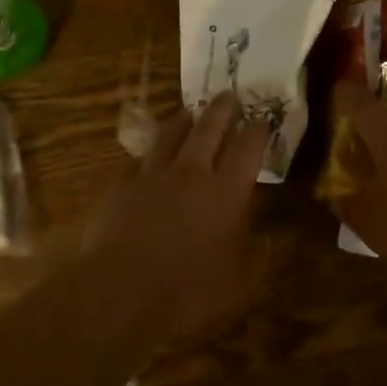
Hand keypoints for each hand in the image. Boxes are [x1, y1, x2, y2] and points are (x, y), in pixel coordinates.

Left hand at [84, 92, 269, 337]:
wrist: (121, 289)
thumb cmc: (189, 289)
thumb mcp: (239, 281)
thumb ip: (256, 255)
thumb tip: (266, 238)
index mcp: (226, 191)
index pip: (247, 148)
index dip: (257, 130)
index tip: (262, 120)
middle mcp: (191, 173)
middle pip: (209, 129)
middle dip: (222, 109)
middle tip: (229, 96)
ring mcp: (152, 175)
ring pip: (169, 135)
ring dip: (183, 120)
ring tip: (189, 112)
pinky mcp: (120, 186)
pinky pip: (136, 161)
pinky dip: (146, 156)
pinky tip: (145, 157)